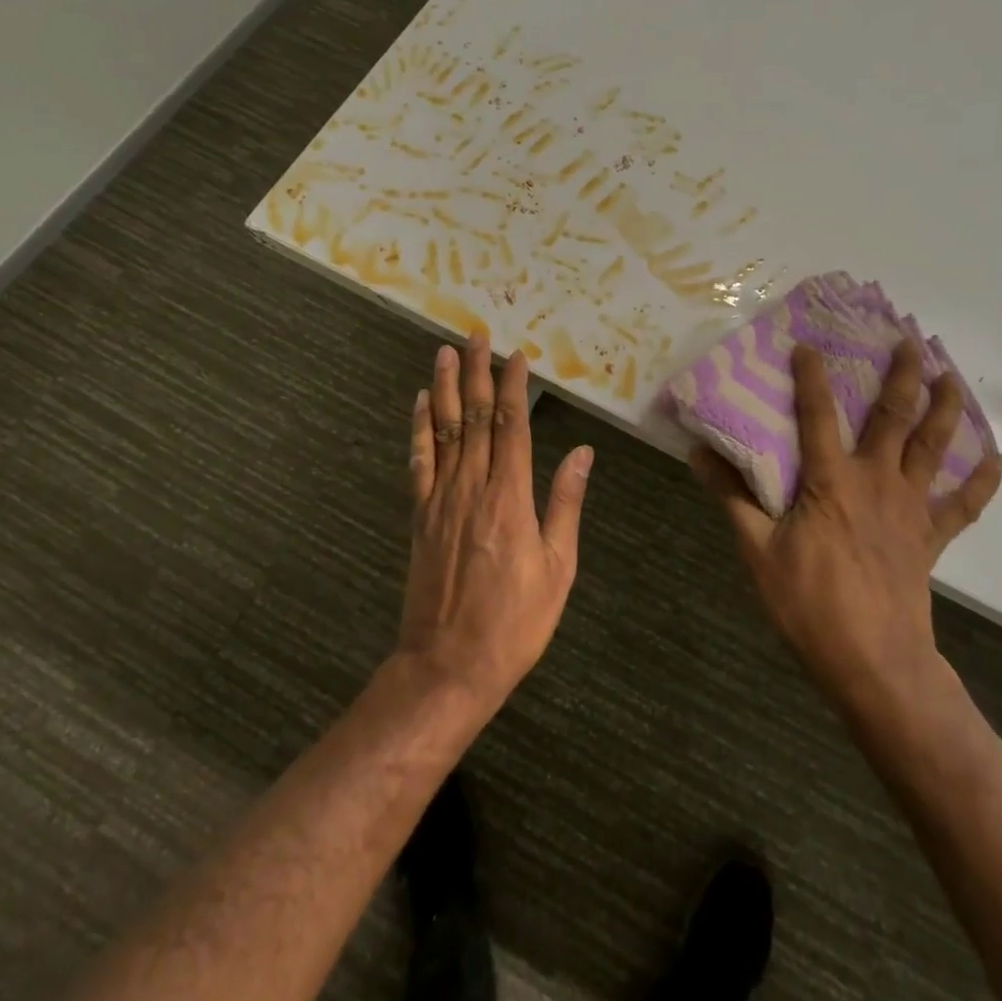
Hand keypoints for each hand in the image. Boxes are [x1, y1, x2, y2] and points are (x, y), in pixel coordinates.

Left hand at [397, 332, 594, 711]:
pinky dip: (420, 428)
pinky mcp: (420, 515)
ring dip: (447, 387)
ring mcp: (440, 499)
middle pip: (476, 417)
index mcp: (510, 497)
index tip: (517, 355)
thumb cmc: (515, 622)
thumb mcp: (557, 568)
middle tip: (477, 334)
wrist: (447, 666)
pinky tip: (422, 403)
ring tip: (446, 352)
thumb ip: (565, 504)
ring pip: (445, 430)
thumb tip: (581, 452)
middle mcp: (472, 487)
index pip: (513, 426)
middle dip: (479, 372)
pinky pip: (419, 461)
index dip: (515, 387)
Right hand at [692, 341, 1001, 712]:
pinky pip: (963, 505)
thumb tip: (698, 454)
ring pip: (933, 448)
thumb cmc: (811, 604)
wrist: (874, 662)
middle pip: (893, 418)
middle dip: (901, 376)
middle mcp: (876, 481)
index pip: (818, 415)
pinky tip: (997, 458)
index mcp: (831, 481)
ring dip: (944, 409)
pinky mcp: (930, 537)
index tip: (808, 343)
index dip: (811, 377)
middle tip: (910, 342)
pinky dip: (982, 481)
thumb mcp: (758, 551)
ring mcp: (910, 508)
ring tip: (952, 376)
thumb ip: (732, 498)